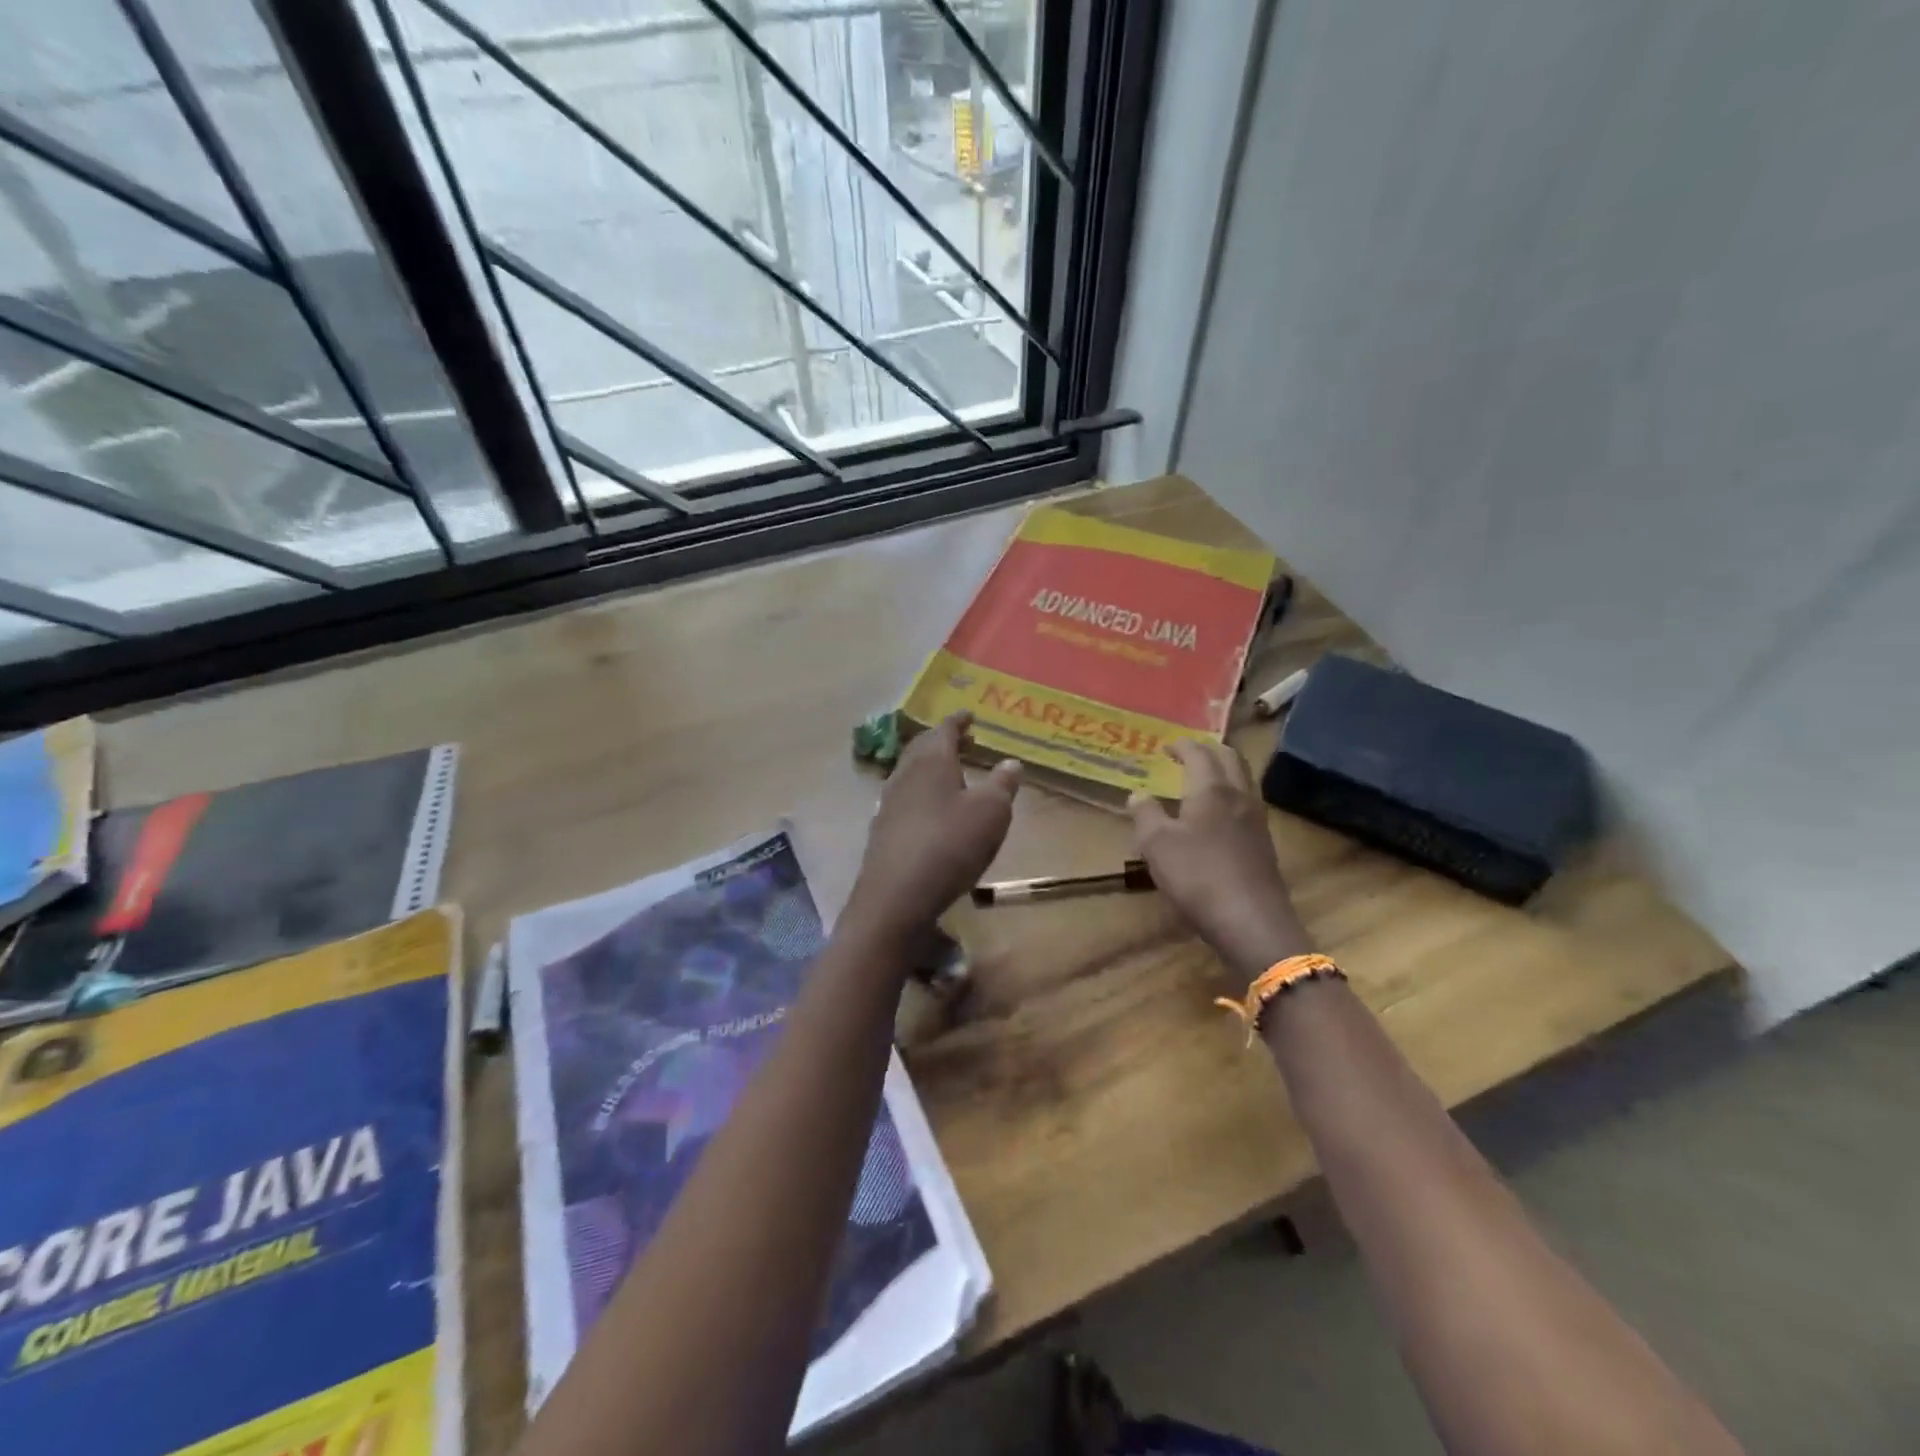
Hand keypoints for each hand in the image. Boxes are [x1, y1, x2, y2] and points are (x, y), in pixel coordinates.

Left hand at [844, 713, 1020, 945]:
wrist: (896, 896)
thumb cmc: (950, 844)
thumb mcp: (991, 813)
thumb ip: (1002, 785)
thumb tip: (1011, 762)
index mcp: (931, 761)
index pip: (944, 729)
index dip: (958, 720)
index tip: (969, 715)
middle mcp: (905, 774)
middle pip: (921, 748)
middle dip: (941, 740)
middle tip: (961, 739)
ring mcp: (888, 803)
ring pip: (909, 772)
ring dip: (929, 766)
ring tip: (949, 772)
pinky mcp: (883, 831)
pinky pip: (904, 798)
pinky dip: (920, 793)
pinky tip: (929, 810)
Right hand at [1129, 740, 1311, 984]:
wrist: (1252, 921)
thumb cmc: (1198, 876)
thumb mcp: (1157, 844)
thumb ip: (1145, 814)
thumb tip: (1138, 794)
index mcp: (1212, 789)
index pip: (1199, 753)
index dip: (1182, 745)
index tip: (1166, 746)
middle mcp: (1239, 796)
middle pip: (1230, 759)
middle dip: (1209, 750)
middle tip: (1188, 754)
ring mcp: (1257, 821)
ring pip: (1242, 781)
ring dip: (1223, 772)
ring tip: (1202, 780)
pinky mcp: (1264, 845)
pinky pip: (1246, 805)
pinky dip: (1230, 797)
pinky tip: (1217, 817)